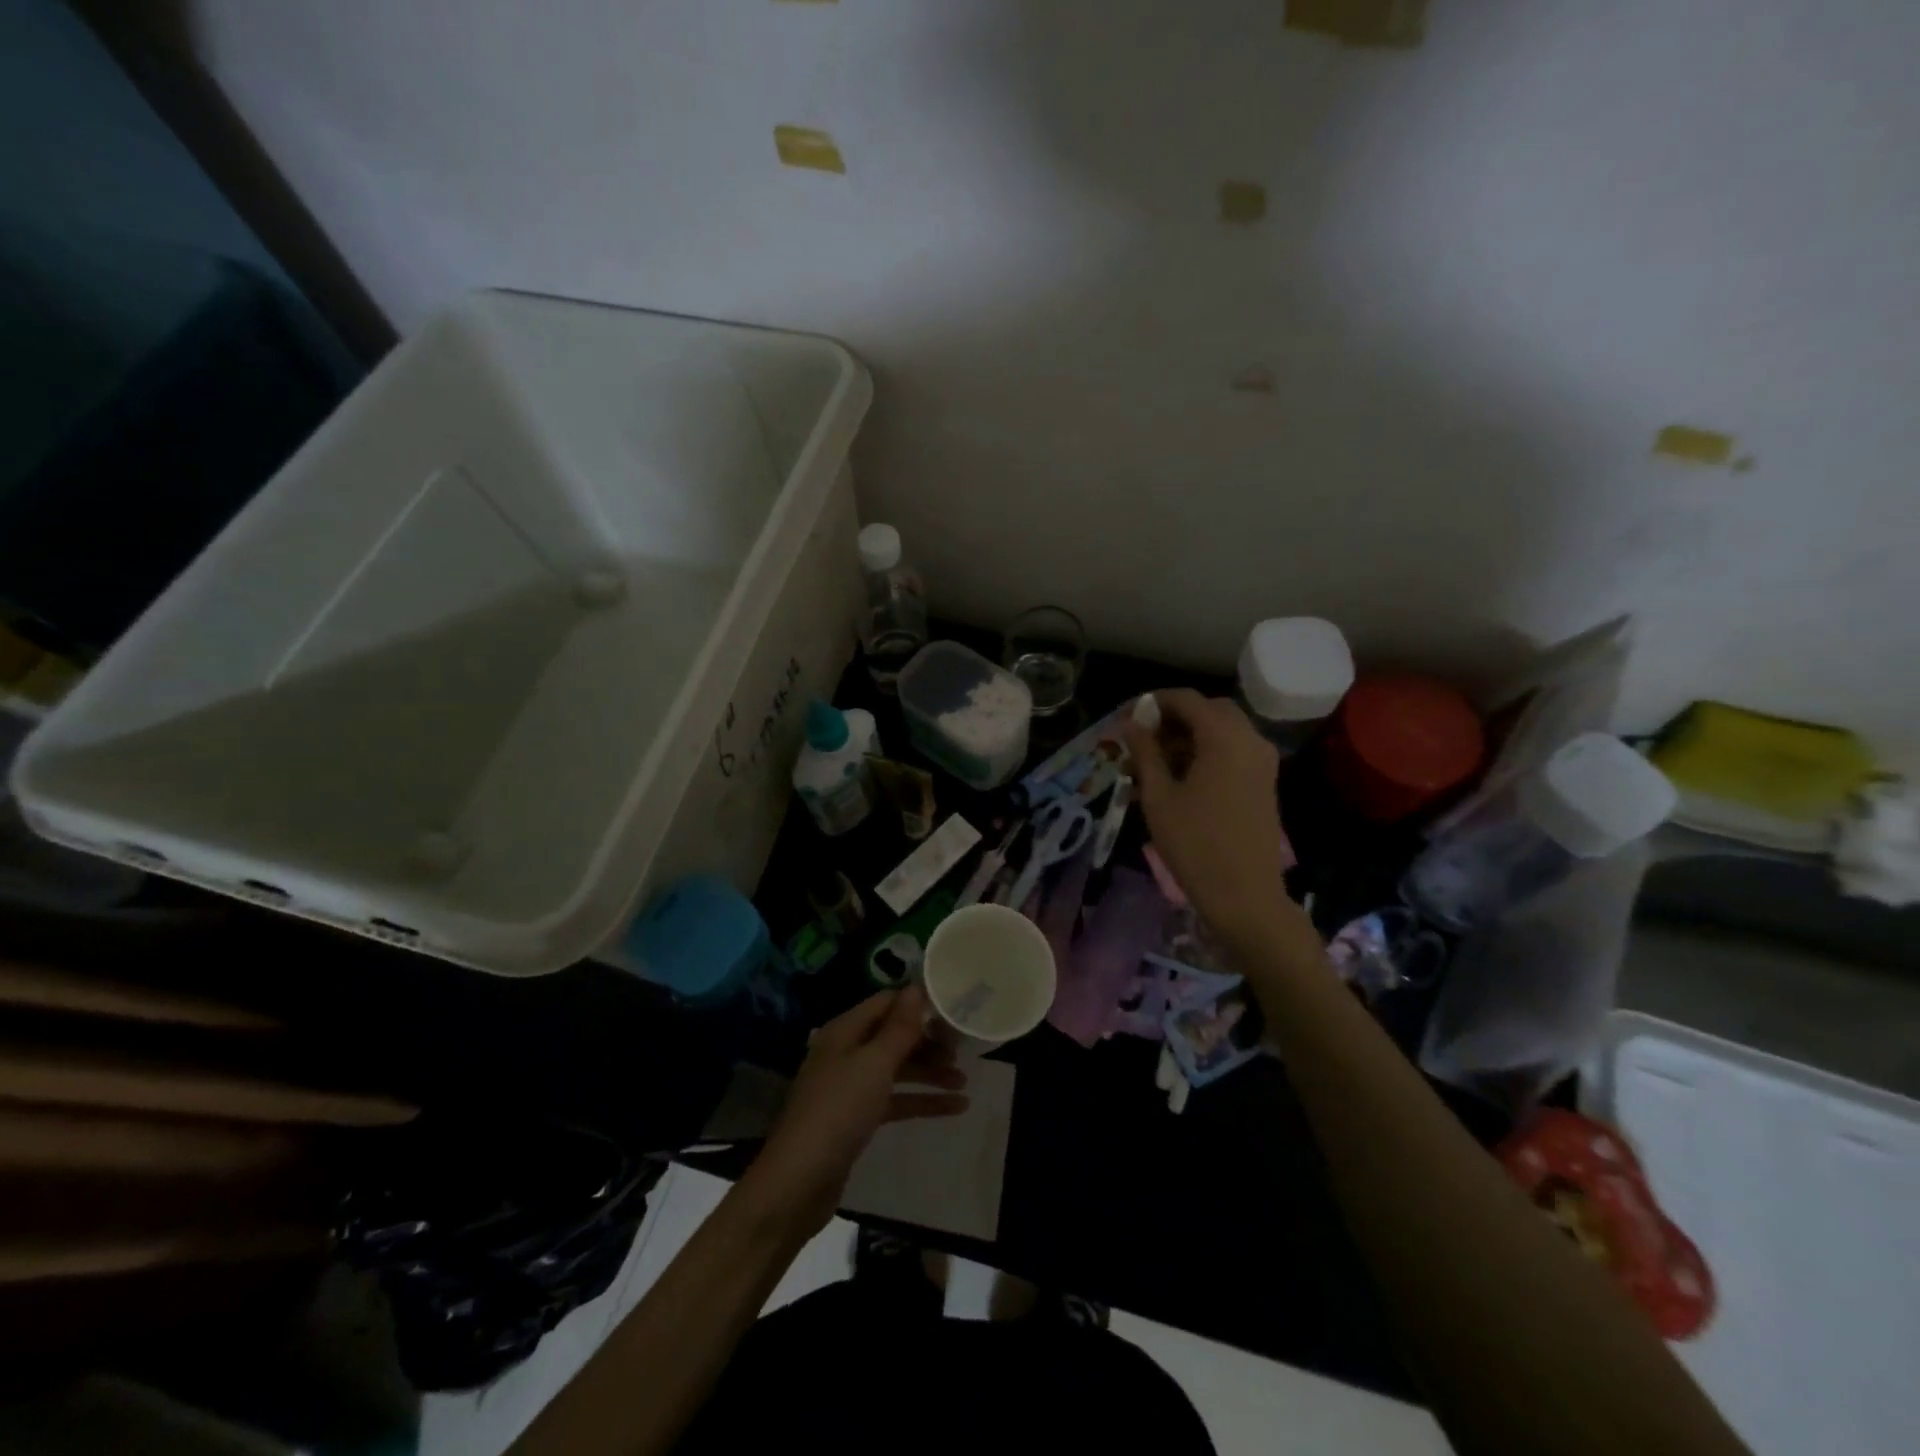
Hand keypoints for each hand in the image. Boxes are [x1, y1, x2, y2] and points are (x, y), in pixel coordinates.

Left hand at [744, 985, 968, 1236]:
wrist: (798, 1182)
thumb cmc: (838, 1111)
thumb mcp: (874, 1065)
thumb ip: (899, 1028)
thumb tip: (917, 987)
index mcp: (845, 1031)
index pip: (886, 1003)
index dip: (918, 1004)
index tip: (953, 1010)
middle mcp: (847, 1052)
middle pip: (894, 1036)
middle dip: (928, 1041)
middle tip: (963, 1050)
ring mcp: (851, 1087)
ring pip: (898, 1069)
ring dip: (930, 1073)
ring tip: (965, 1081)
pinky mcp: (858, 1118)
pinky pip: (896, 1100)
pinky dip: (922, 1101)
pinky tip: (955, 1108)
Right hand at [1125, 688, 1292, 941]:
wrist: (1245, 895)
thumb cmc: (1195, 845)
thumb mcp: (1159, 796)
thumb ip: (1145, 753)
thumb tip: (1131, 724)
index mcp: (1224, 738)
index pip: (1186, 699)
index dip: (1152, 702)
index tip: (1125, 719)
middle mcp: (1250, 740)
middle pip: (1208, 709)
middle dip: (1173, 717)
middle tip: (1141, 738)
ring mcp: (1262, 761)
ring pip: (1223, 729)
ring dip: (1189, 734)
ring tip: (1154, 761)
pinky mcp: (1264, 781)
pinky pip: (1233, 749)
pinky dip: (1207, 750)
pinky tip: (1180, 776)